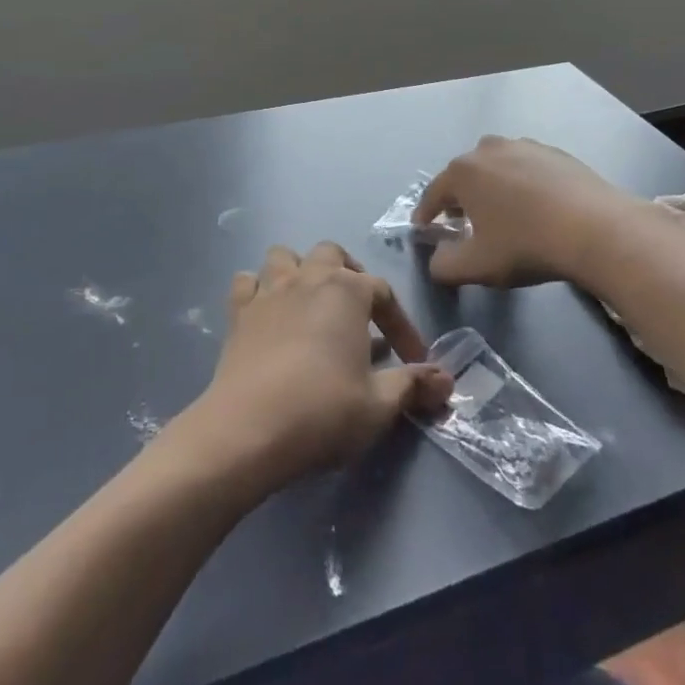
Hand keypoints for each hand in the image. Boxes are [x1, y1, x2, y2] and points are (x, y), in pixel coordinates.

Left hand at [179, 243, 450, 492]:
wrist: (248, 430)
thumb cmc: (322, 411)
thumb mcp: (379, 405)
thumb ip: (413, 385)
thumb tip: (447, 380)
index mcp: (347, 291)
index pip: (384, 293)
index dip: (402, 325)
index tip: (412, 359)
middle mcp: (308, 278)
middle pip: (332, 255)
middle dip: (348, 275)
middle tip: (358, 313)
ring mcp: (268, 291)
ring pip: (285, 257)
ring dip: (299, 272)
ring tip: (310, 304)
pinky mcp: (237, 313)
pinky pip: (247, 283)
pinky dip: (257, 291)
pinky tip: (267, 315)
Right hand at [415, 136, 645, 290]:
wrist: (596, 229)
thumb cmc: (526, 244)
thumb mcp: (476, 266)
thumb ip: (444, 266)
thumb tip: (437, 260)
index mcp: (464, 171)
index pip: (434, 193)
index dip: (425, 214)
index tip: (423, 229)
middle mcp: (490, 149)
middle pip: (465, 175)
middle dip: (459, 198)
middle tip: (462, 223)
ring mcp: (525, 146)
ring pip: (497, 168)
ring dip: (492, 188)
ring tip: (500, 214)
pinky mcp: (556, 153)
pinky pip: (527, 168)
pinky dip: (523, 185)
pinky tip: (536, 207)